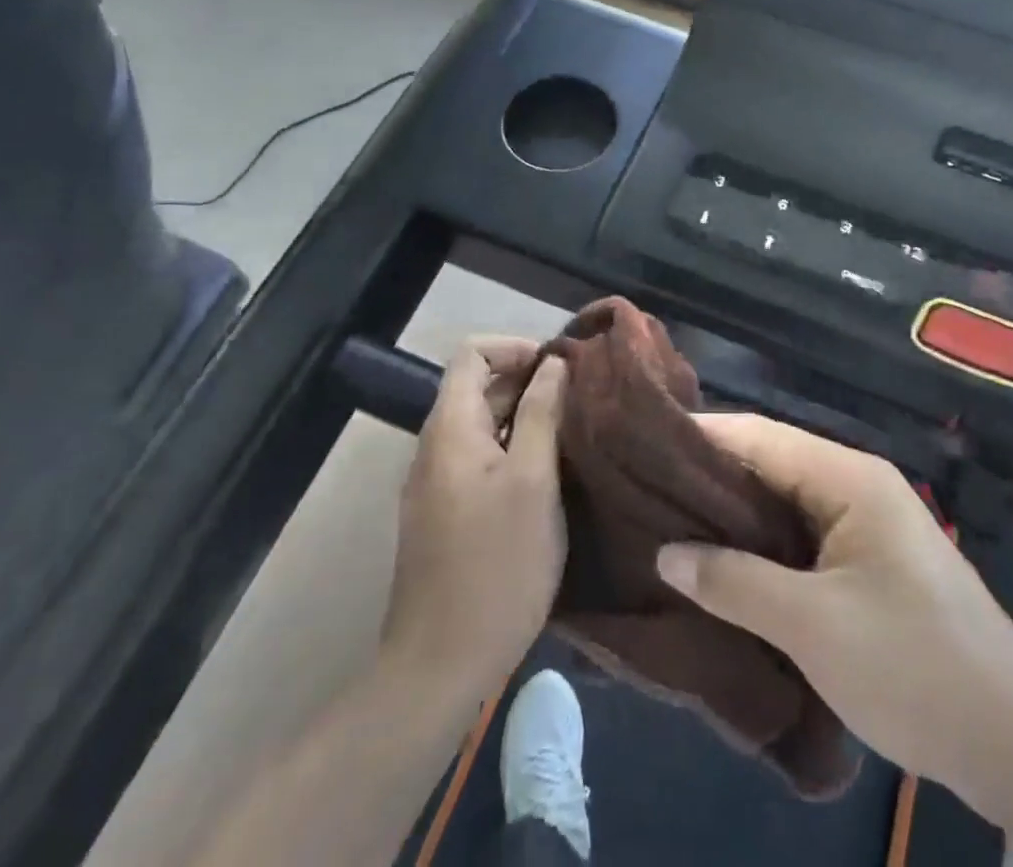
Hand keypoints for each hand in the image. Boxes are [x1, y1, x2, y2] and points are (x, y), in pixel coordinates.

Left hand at [381, 337, 567, 700]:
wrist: (440, 665)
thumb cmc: (496, 565)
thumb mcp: (533, 481)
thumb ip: (542, 414)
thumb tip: (553, 364)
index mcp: (450, 429)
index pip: (472, 353)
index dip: (515, 348)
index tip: (558, 368)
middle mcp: (435, 446)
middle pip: (477, 388)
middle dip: (526, 382)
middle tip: (578, 400)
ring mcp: (435, 483)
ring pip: (481, 426)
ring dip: (523, 418)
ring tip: (571, 433)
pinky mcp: (443, 513)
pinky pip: (477, 459)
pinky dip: (511, 450)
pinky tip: (547, 475)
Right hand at [655, 414, 1012, 809]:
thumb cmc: (914, 667)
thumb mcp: (813, 626)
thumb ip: (735, 583)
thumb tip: (666, 553)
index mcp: (849, 477)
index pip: (759, 437)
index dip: (701, 437)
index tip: (642, 444)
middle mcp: (856, 485)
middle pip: (770, 464)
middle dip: (710, 476)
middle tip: (645, 488)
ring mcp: (865, 523)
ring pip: (783, 502)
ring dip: (733, 513)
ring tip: (669, 520)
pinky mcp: (868, 561)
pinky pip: (801, 535)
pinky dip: (761, 543)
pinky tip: (723, 561)